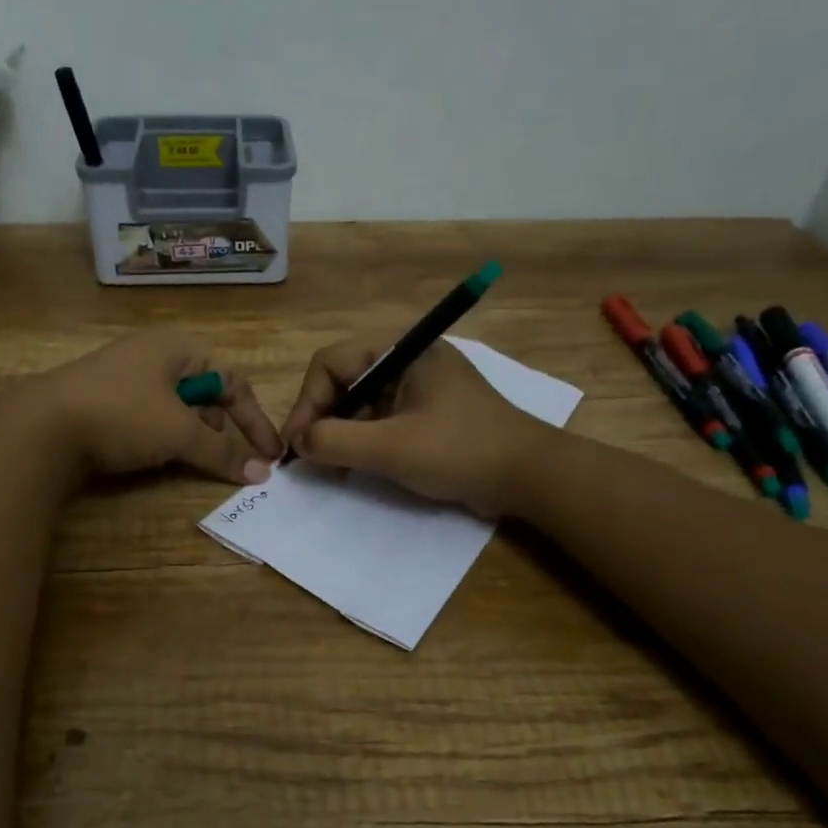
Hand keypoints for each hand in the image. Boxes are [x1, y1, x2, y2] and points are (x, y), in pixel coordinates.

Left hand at [31, 330, 283, 484]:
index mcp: (179, 347)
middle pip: (205, 392)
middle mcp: (155, 354)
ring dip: (190, 434)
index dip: (254, 419)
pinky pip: (150, 416)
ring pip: (177, 407)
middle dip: (218, 427)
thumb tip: (261, 474)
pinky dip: (162, 436)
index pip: (233, 381)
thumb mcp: (179, 433)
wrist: (42, 425)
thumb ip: (222, 452)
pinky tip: (152, 455)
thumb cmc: (123, 414)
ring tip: (185, 457)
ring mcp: (126, 375)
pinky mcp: (105, 399)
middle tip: (220, 456)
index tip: (270, 455)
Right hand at [280, 336, 548, 513]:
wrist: (530, 476)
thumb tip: (298, 443)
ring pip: (361, 403)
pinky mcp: (429, 413)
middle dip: (322, 420)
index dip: (306, 403)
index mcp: (402, 350)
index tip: (297, 444)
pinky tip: (356, 468)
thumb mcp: (391, 448)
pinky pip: (382, 420)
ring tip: (332, 469)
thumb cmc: (460, 451)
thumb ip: (335, 442)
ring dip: (341, 434)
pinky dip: (363, 441)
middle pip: (344, 382)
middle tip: (311, 460)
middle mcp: (408, 360)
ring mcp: (420, 387)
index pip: (331, 363)